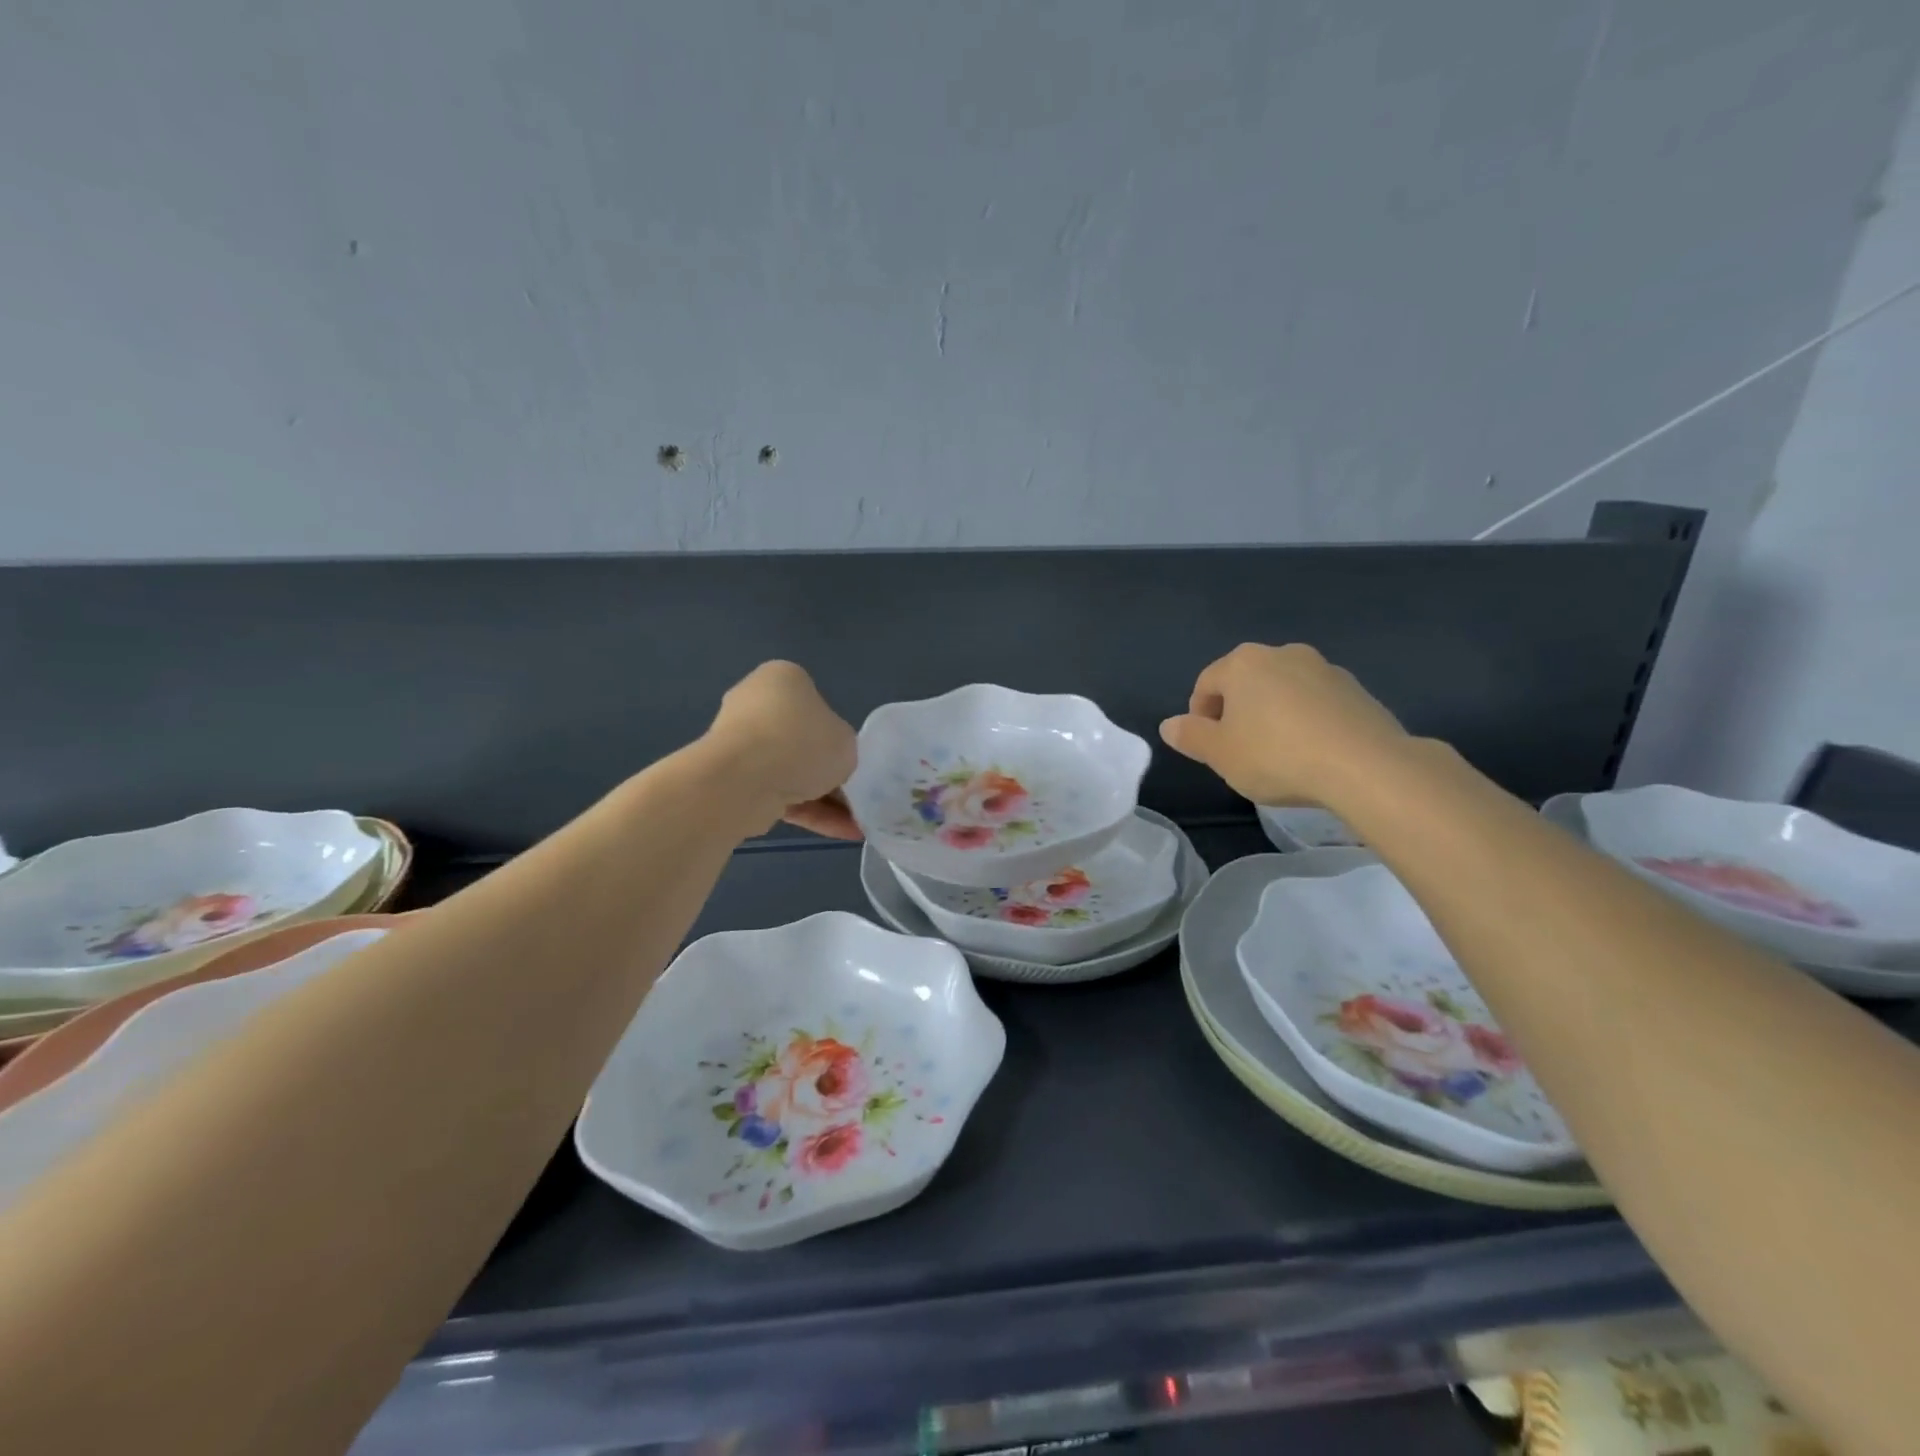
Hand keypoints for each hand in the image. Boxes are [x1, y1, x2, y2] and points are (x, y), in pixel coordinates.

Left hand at [705, 662, 861, 839]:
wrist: (744, 779)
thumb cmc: (802, 742)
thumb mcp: (846, 741)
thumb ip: (842, 748)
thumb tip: (828, 763)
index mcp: (782, 678)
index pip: (816, 704)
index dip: (836, 735)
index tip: (850, 758)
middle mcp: (754, 704)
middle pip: (801, 741)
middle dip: (826, 771)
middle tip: (854, 792)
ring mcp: (738, 743)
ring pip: (789, 772)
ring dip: (822, 798)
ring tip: (853, 824)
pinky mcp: (731, 780)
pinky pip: (778, 795)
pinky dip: (808, 813)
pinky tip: (839, 832)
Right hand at [1159, 643, 1411, 807]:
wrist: (1365, 766)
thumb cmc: (1277, 756)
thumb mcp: (1221, 754)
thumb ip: (1191, 737)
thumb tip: (1169, 725)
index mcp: (1243, 663)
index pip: (1206, 684)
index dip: (1199, 716)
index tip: (1208, 747)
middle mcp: (1282, 654)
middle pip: (1246, 682)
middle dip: (1237, 712)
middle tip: (1239, 750)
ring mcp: (1324, 668)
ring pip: (1282, 690)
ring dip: (1273, 714)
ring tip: (1278, 753)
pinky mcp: (1355, 689)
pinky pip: (1316, 702)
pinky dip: (1306, 720)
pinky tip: (1312, 752)